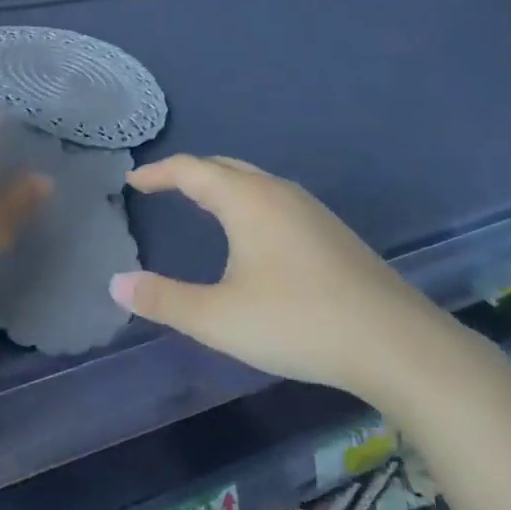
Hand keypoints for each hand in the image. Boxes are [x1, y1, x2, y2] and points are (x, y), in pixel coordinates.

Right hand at [109, 155, 469, 407]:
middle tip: (161, 187)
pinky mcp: (331, 231)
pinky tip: (253, 234)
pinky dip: (247, 201)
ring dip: (221, 186)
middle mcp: (277, 192)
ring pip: (253, 182)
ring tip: (201, 205)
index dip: (158, 173)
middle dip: (188, 173)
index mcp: (246, 200)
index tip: (133, 181)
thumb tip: (116, 284)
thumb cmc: (297, 322)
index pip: (190, 170)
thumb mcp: (218, 318)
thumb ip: (164, 300)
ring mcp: (310, 209)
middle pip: (223, 167)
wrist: (394, 342)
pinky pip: (275, 199)